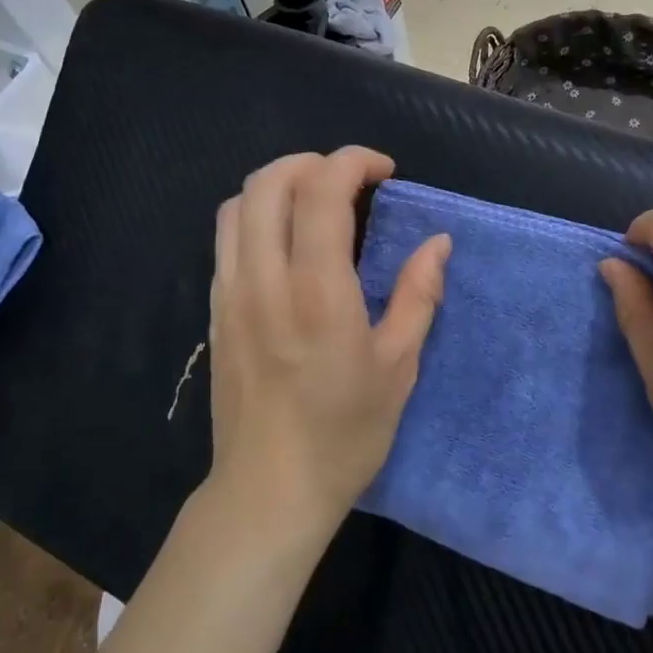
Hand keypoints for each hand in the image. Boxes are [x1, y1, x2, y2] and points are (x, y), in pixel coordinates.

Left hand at [208, 148, 450, 539]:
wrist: (268, 491)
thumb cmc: (344, 434)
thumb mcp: (398, 367)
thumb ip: (418, 295)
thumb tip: (437, 243)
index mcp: (317, 290)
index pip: (321, 190)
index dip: (353, 161)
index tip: (383, 172)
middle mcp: (264, 279)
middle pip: (268, 181)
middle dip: (312, 162)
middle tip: (350, 182)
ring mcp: (230, 293)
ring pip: (237, 205)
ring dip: (279, 185)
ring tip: (316, 203)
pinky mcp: (216, 311)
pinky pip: (227, 239)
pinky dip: (257, 217)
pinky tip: (288, 245)